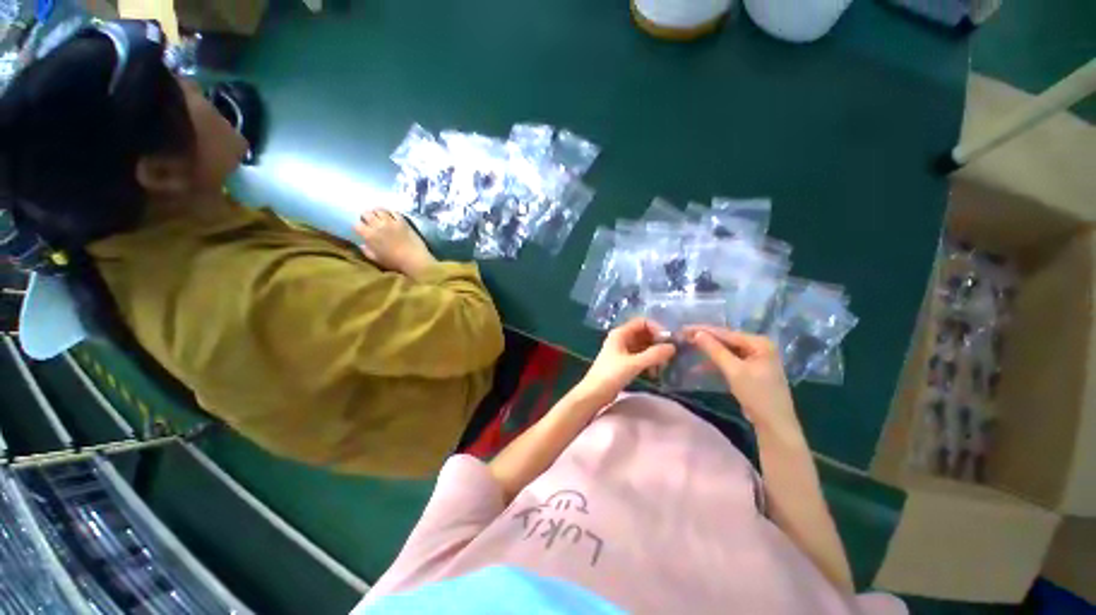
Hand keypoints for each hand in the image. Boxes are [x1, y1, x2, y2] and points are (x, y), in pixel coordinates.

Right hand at [354, 210, 436, 278]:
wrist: (414, 259)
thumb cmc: (394, 262)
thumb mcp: (376, 259)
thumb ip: (367, 251)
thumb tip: (362, 245)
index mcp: (369, 235)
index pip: (357, 225)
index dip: (358, 226)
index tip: (361, 229)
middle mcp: (378, 225)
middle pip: (367, 214)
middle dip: (365, 216)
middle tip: (369, 220)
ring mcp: (391, 222)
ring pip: (379, 210)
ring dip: (377, 212)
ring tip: (379, 215)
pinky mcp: (402, 221)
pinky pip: (394, 212)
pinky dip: (390, 212)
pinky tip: (391, 215)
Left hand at [576, 318, 676, 406]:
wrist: (594, 393)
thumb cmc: (611, 375)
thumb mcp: (634, 364)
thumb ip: (654, 355)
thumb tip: (673, 347)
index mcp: (620, 333)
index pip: (642, 322)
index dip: (656, 328)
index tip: (668, 341)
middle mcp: (621, 338)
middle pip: (644, 333)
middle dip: (657, 342)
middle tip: (669, 355)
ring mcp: (622, 350)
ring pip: (643, 346)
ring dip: (654, 353)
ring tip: (663, 366)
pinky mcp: (624, 362)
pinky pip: (640, 356)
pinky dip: (649, 362)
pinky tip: (654, 373)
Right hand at [686, 326, 802, 441]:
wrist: (774, 424)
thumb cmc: (757, 394)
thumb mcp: (734, 371)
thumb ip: (715, 350)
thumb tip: (697, 333)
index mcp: (759, 343)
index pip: (726, 333)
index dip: (704, 331)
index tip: (684, 329)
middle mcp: (759, 347)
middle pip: (726, 341)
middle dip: (705, 341)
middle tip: (683, 337)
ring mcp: (755, 359)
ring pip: (726, 351)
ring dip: (708, 353)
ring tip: (688, 348)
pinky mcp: (750, 370)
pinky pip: (729, 361)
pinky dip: (716, 363)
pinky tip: (700, 366)